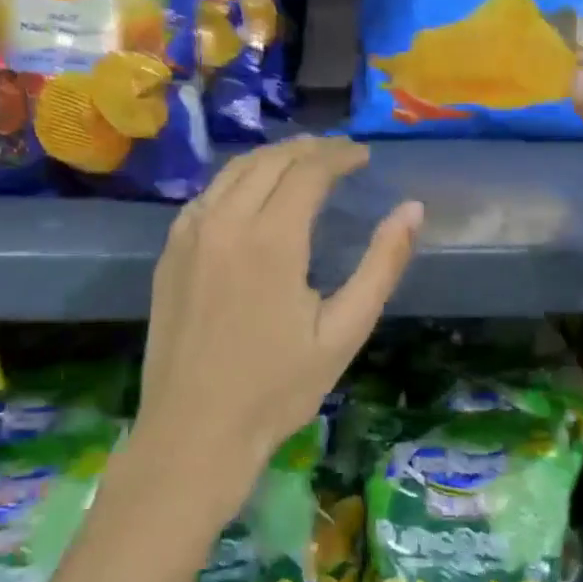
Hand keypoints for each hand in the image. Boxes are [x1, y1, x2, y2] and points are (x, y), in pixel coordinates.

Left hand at [134, 137, 422, 509]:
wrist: (193, 432)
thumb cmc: (277, 389)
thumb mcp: (344, 331)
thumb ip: (381, 265)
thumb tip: (412, 209)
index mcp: (271, 239)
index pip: (309, 171)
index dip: (340, 156)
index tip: (364, 156)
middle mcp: (225, 222)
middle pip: (270, 161)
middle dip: (309, 149)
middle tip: (340, 154)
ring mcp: (189, 235)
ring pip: (233, 171)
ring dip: (272, 158)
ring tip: (303, 164)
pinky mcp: (170, 253)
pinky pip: (207, 195)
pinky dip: (238, 180)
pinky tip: (253, 194)